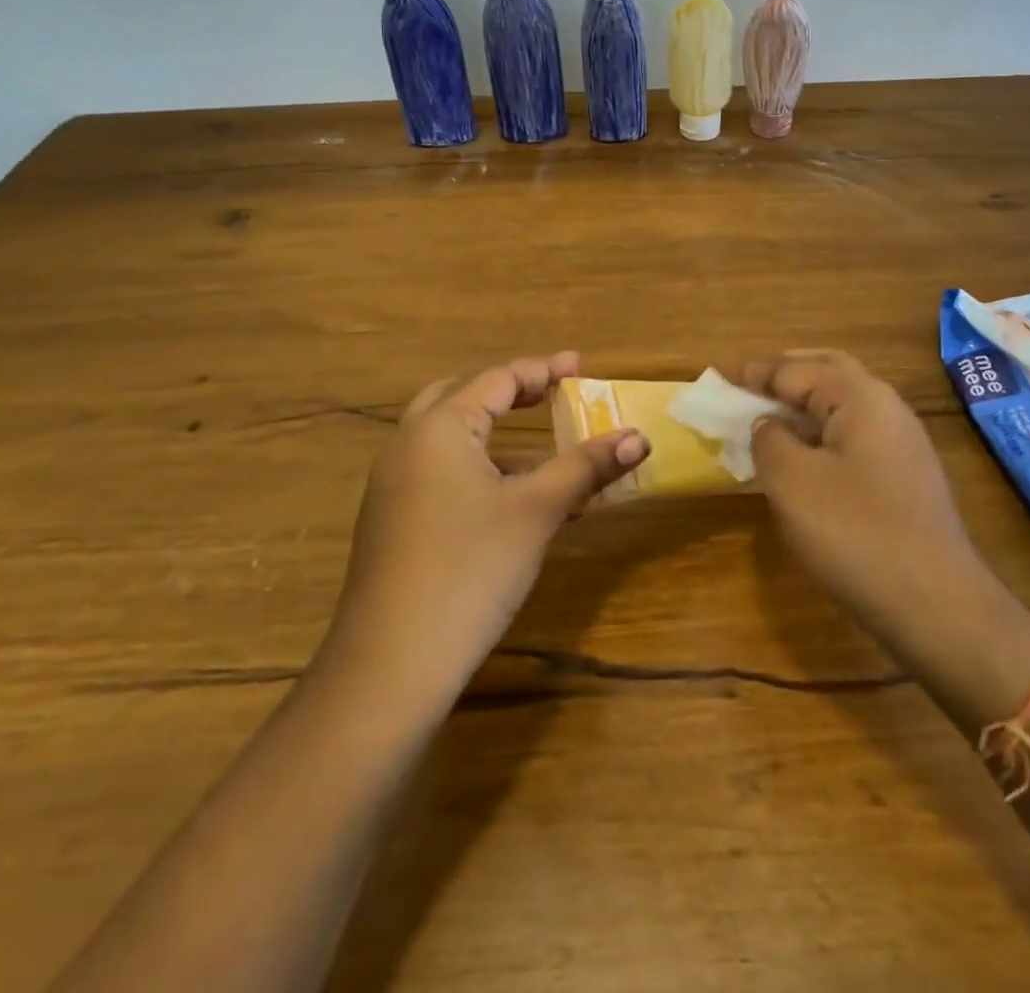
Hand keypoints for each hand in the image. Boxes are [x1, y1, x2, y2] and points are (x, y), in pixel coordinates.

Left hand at [319, 353, 647, 710]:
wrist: (391, 664)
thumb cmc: (469, 569)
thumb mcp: (536, 511)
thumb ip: (586, 467)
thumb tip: (639, 438)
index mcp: (439, 428)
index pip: (496, 379)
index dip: (543, 370)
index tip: (581, 366)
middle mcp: (407, 445)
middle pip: (462, 396)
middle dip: (510, 389)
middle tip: (553, 391)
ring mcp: (393, 484)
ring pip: (448, 435)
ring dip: (493, 427)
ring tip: (541, 439)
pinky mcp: (392, 520)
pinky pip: (440, 469)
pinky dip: (477, 462)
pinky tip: (509, 493)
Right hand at [743, 350, 994, 665]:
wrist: (935, 603)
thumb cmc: (855, 532)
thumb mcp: (792, 481)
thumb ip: (769, 439)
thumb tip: (768, 423)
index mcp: (860, 396)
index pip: (796, 369)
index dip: (754, 372)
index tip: (718, 376)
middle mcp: (886, 407)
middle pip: (828, 371)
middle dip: (786, 372)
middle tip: (748, 382)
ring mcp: (902, 443)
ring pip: (844, 403)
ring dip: (805, 401)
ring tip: (769, 415)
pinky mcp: (905, 476)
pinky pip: (854, 433)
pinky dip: (822, 430)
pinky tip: (804, 455)